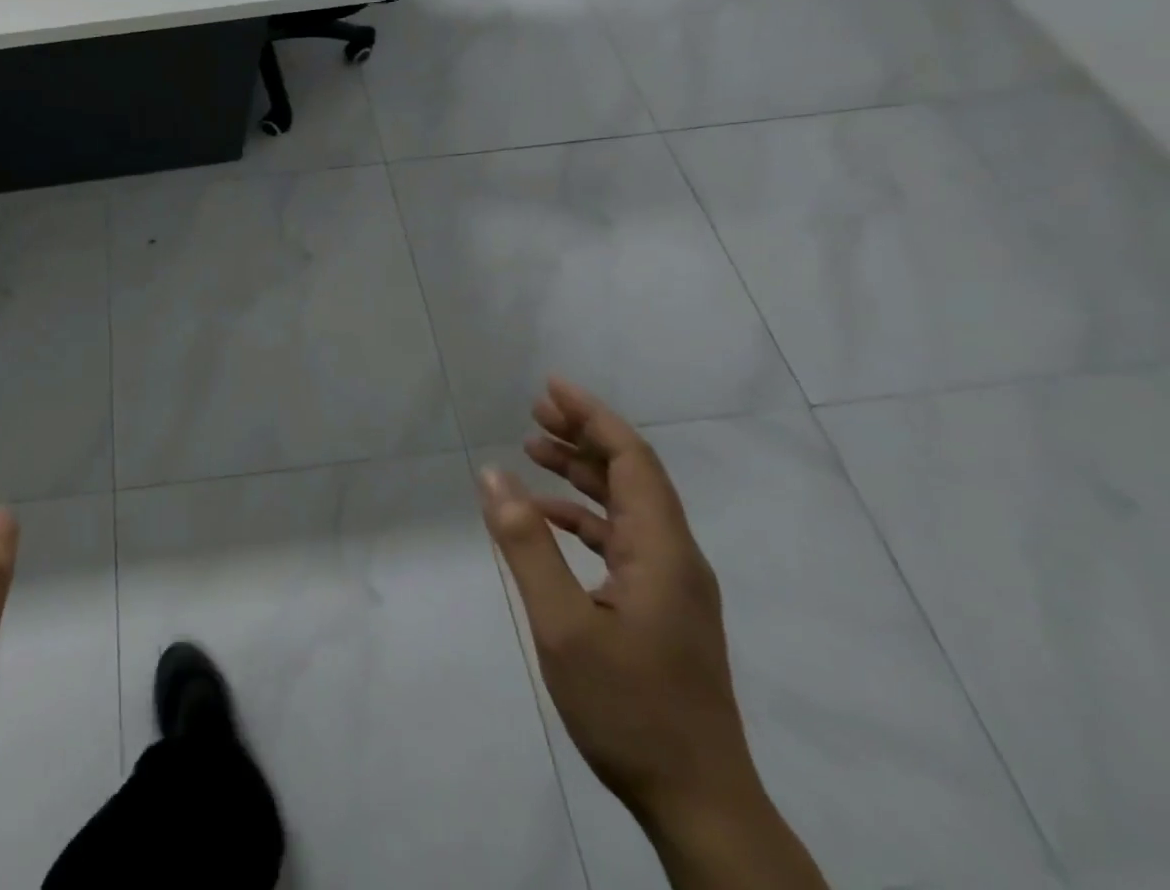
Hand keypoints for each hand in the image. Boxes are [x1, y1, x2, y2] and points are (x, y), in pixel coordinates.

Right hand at [479, 378, 747, 821]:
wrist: (699, 804)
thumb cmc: (630, 708)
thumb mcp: (562, 625)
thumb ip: (526, 545)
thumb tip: (491, 474)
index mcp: (662, 550)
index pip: (631, 459)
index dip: (592, 416)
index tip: (550, 387)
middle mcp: (675, 556)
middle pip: (631, 474)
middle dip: (584, 435)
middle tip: (534, 410)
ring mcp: (672, 585)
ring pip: (626, 505)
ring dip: (582, 472)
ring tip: (532, 448)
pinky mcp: (661, 608)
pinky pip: (621, 539)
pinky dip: (583, 516)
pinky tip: (546, 519)